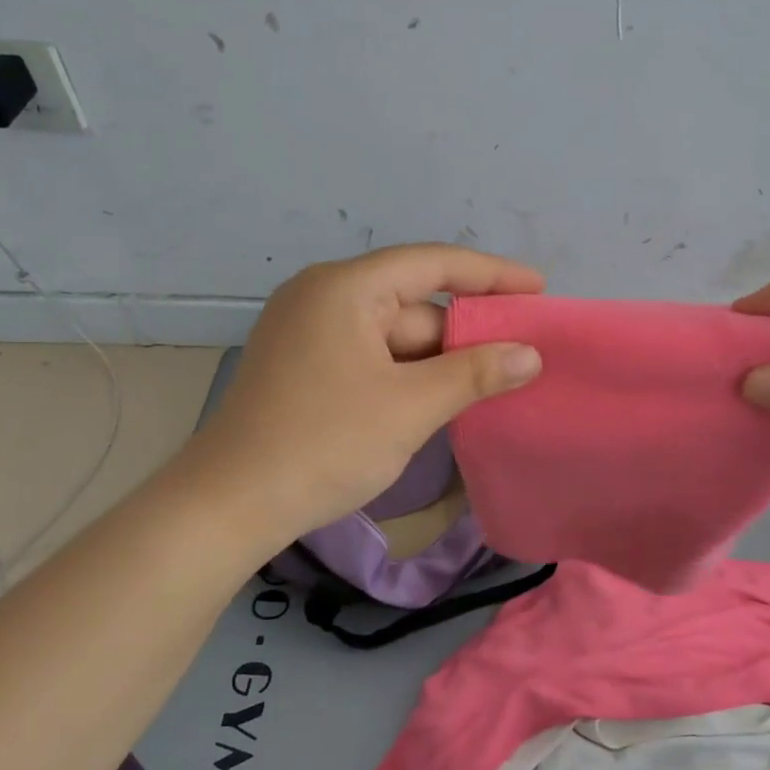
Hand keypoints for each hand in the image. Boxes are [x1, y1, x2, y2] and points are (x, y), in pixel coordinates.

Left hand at [187, 244, 543, 546]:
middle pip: (413, 304)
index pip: (432, 264)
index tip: (539, 289)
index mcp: (344, 288)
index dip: (491, 274)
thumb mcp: (411, 407)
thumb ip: (476, 373)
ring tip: (489, 387)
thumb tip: (530, 354)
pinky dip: (406, 375)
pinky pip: (370, 357)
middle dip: (465, 332)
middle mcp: (322, 297)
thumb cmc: (325, 444)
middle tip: (520, 357)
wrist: (230, 505)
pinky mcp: (302, 366)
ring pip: (393, 336)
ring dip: (437, 361)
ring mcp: (307, 333)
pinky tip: (438, 400)